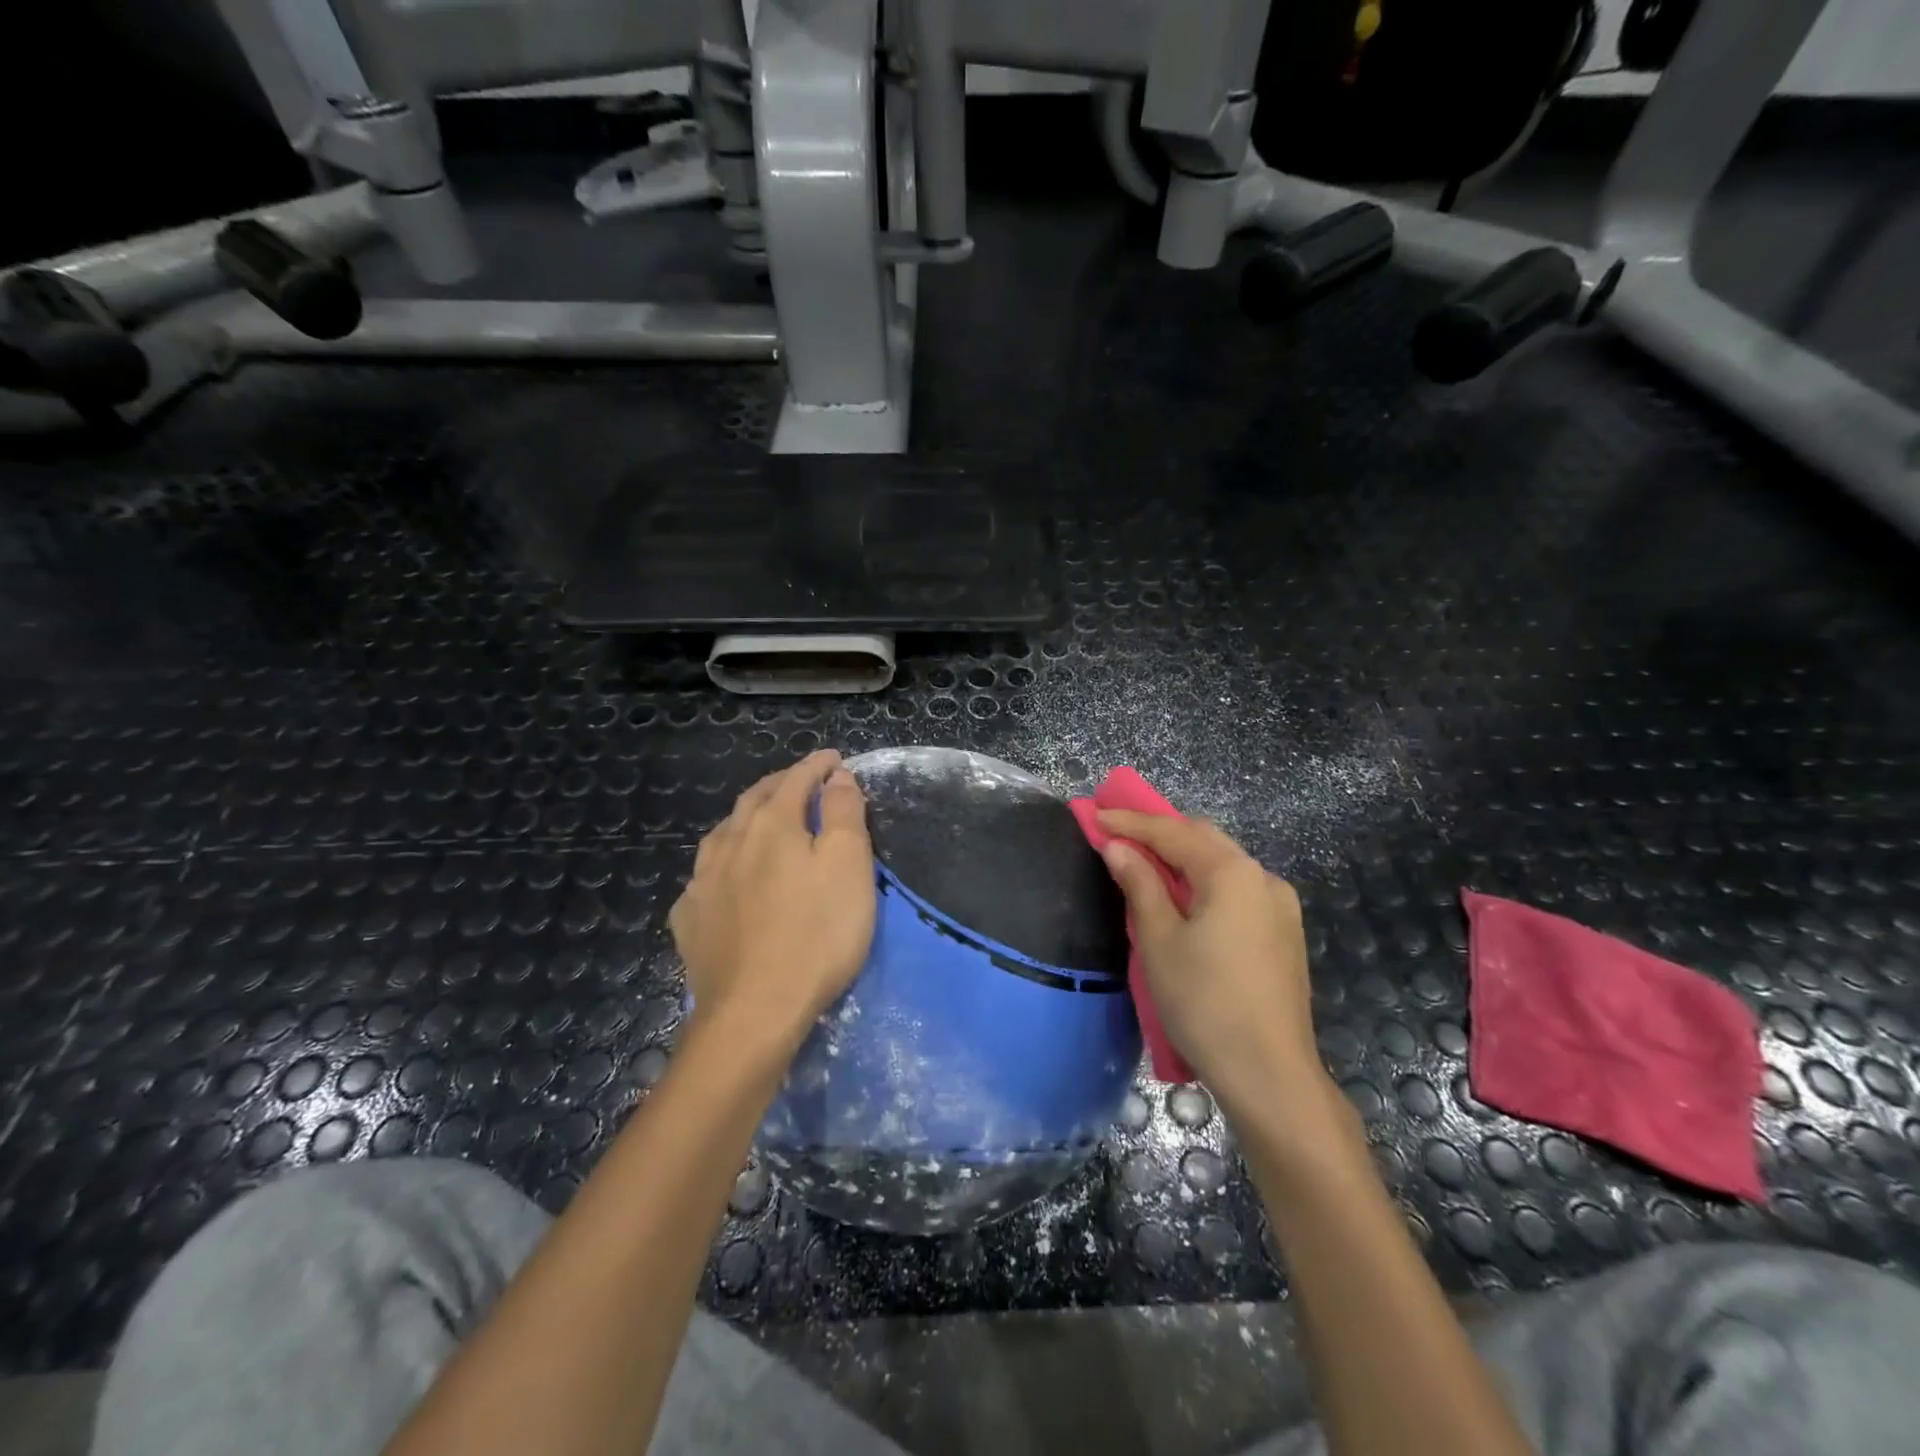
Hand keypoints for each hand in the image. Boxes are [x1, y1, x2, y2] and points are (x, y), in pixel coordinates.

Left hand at [671, 750, 875, 1063]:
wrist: (754, 1011)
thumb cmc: (816, 934)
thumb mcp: (849, 866)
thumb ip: (844, 813)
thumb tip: (837, 776)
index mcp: (772, 824)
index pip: (798, 779)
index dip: (819, 766)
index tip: (835, 759)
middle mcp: (730, 841)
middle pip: (756, 799)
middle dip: (782, 784)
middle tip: (803, 781)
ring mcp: (702, 881)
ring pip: (724, 833)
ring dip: (748, 818)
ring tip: (762, 820)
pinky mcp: (689, 919)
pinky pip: (706, 875)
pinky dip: (724, 862)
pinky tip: (728, 877)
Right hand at [1096, 811, 1324, 1113]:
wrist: (1270, 1075)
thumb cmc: (1204, 1003)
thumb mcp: (1159, 941)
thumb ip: (1140, 884)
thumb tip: (1118, 847)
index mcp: (1233, 873)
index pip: (1173, 832)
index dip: (1131, 822)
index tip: (1095, 814)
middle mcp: (1263, 878)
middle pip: (1204, 839)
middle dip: (1160, 832)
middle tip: (1117, 835)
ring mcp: (1280, 907)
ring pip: (1223, 864)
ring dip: (1183, 857)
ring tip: (1144, 864)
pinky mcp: (1284, 933)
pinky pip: (1237, 890)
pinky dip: (1204, 882)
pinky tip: (1184, 899)